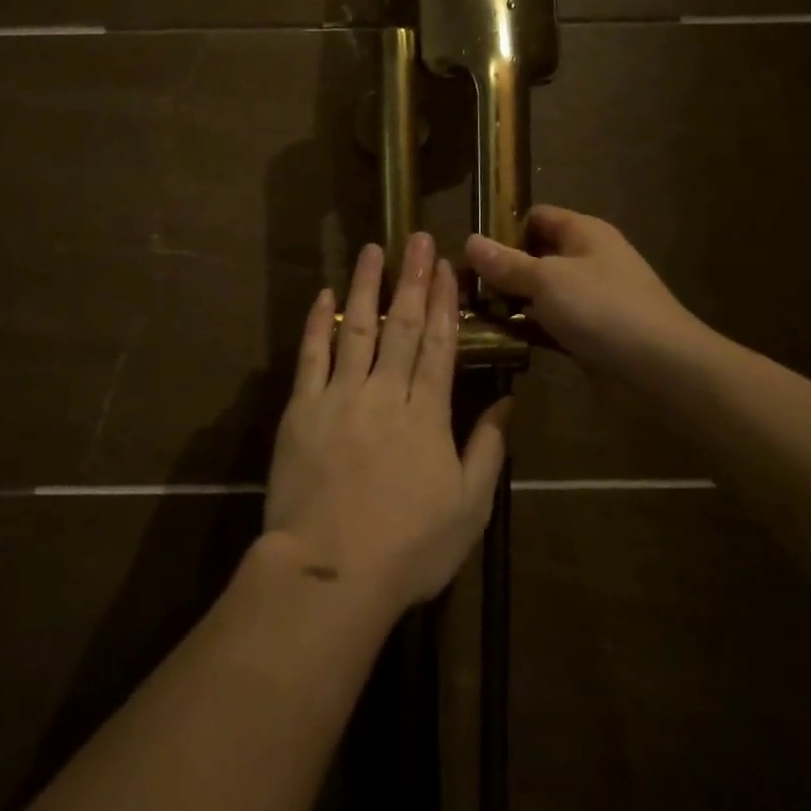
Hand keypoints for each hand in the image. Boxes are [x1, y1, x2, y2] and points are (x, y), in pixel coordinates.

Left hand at [265, 234, 513, 613]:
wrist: (331, 572)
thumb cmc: (409, 548)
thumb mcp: (468, 508)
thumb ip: (488, 450)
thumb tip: (507, 403)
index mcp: (428, 415)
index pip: (441, 345)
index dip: (445, 302)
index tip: (447, 266)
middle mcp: (386, 393)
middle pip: (404, 326)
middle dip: (413, 279)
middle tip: (418, 238)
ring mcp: (341, 396)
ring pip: (357, 328)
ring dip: (367, 286)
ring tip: (373, 250)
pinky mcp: (303, 408)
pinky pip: (312, 355)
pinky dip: (318, 321)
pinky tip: (325, 293)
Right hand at [464, 206, 701, 382]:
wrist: (662, 371)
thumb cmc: (603, 310)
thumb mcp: (546, 280)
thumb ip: (506, 263)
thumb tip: (469, 240)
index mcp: (584, 233)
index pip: (536, 217)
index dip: (503, 229)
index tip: (469, 253)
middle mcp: (587, 261)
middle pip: (535, 256)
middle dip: (500, 271)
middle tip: (461, 289)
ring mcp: (590, 300)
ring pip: (540, 294)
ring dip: (510, 304)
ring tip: (468, 316)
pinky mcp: (589, 335)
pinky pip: (550, 325)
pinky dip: (527, 330)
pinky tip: (497, 340)